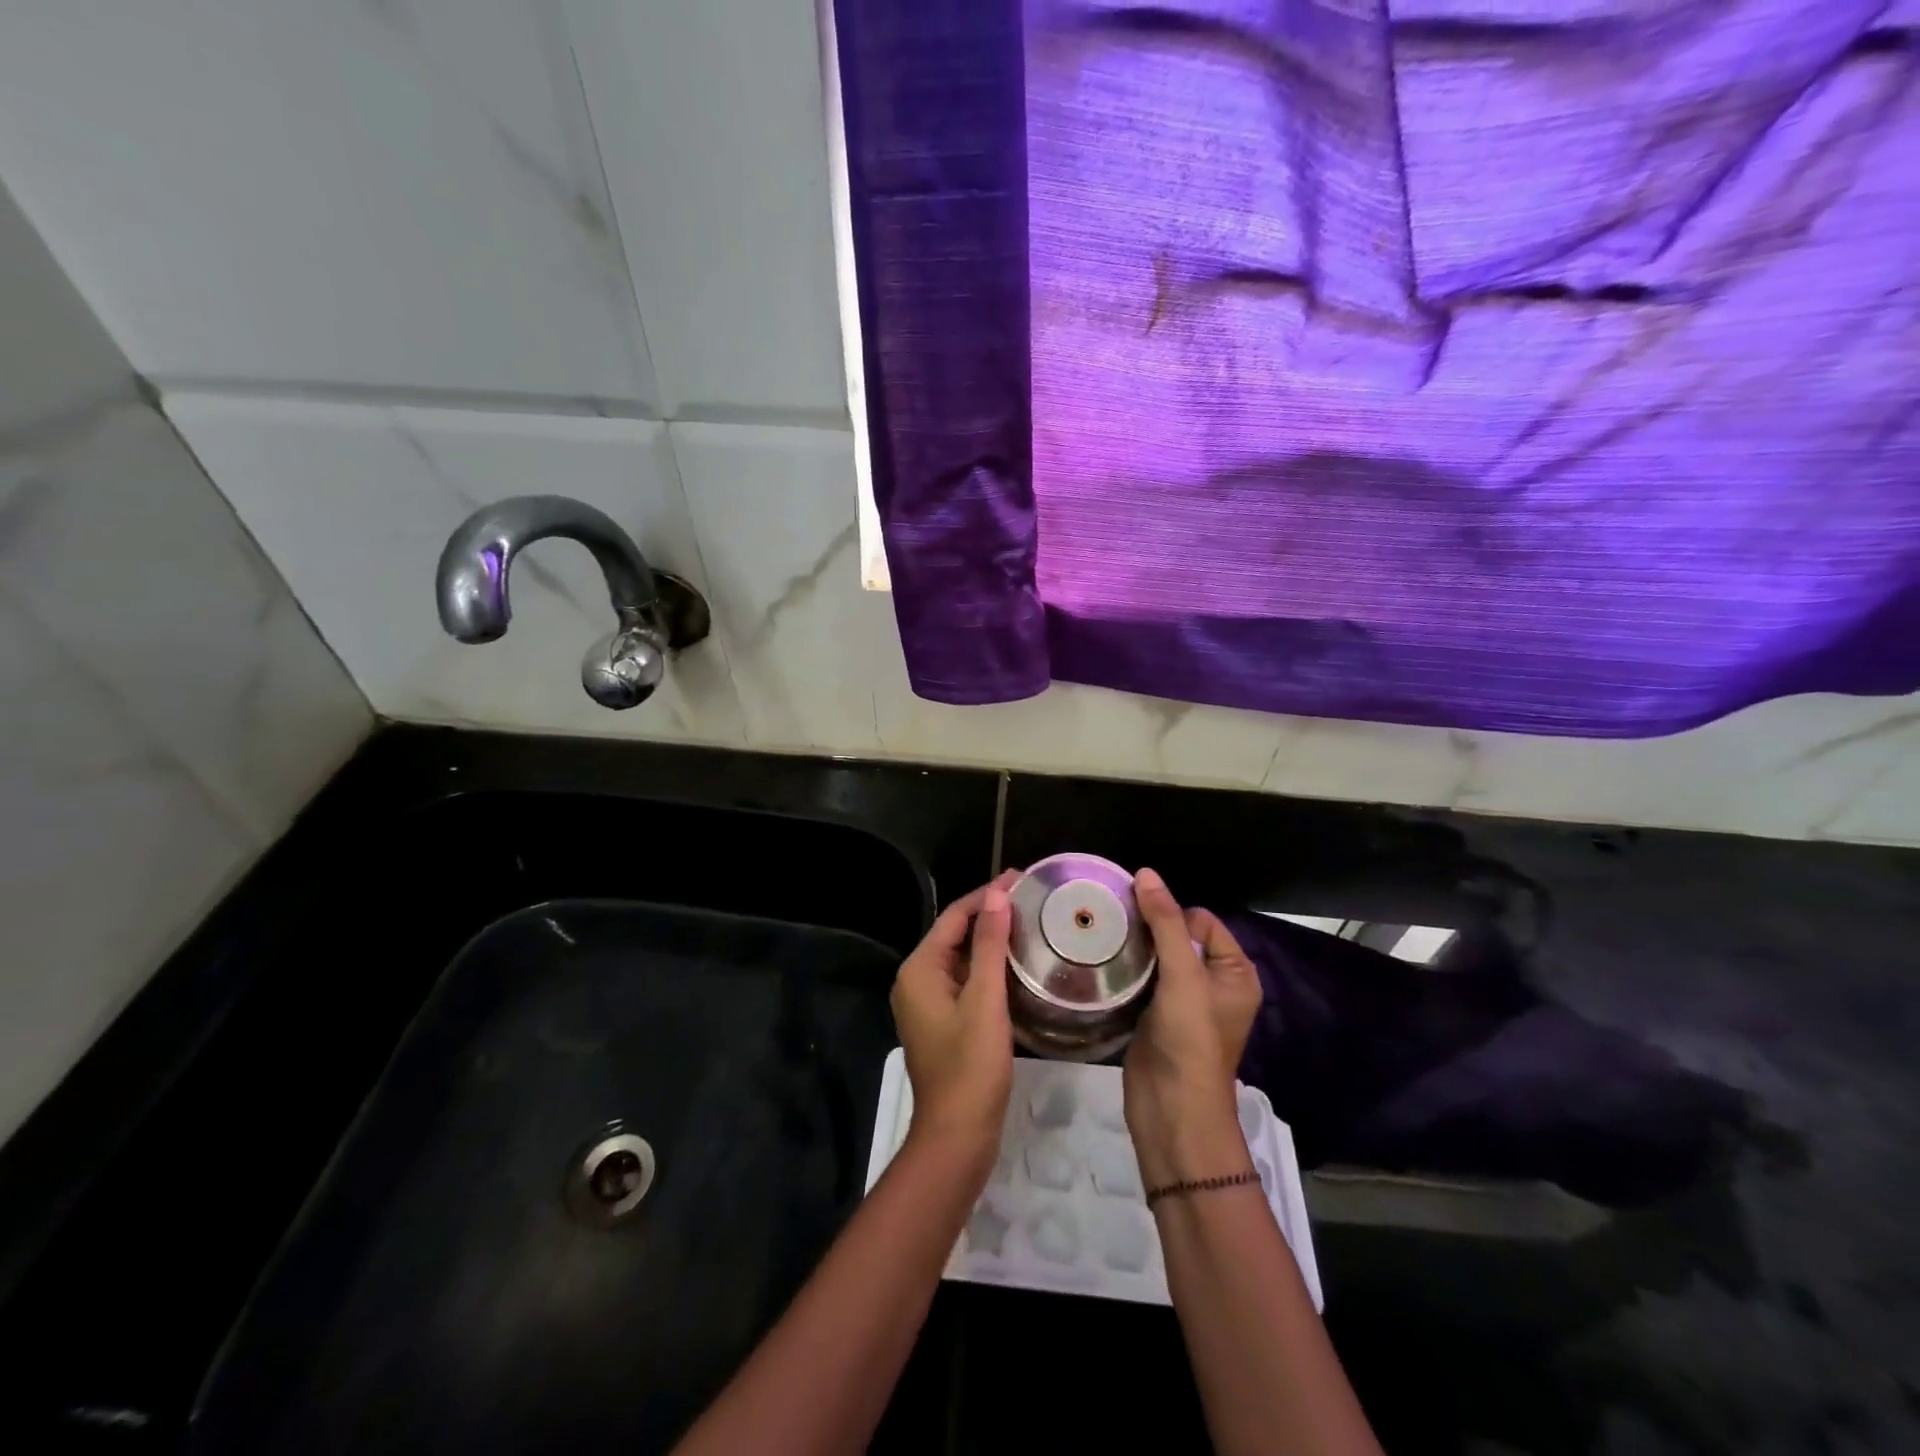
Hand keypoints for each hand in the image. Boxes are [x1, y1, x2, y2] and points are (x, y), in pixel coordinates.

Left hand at [890, 872, 1019, 1170]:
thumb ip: (989, 945)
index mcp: (919, 969)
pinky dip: (989, 968)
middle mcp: (917, 980)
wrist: (957, 1137)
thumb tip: (997, 894)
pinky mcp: (943, 1022)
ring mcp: (928, 1003)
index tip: (1022, 878)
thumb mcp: (984, 1000)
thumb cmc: (971, 1066)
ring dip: (992, 941)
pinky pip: (966, 982)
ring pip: (962, 959)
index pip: (955, 916)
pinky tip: (1018, 964)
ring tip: (1031, 923)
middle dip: (991, 914)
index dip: (987, 894)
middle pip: (956, 934)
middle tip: (1033, 899)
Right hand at [1123, 868, 1263, 1188]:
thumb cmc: (1190, 1039)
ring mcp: (1183, 1002)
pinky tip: (1101, 962)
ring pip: (1156, 957)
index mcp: (1235, 971)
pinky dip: (1125, 970)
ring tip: (1102, 937)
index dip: (1171, 914)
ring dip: (1133, 948)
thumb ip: (1164, 923)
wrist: (1172, 1110)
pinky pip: (1142, 979)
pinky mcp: (1156, 1016)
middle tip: (1112, 922)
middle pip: (1177, 936)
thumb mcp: (1183, 975)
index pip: (1201, 920)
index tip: (1136, 915)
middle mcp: (1213, 983)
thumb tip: (1145, 873)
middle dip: (1148, 927)